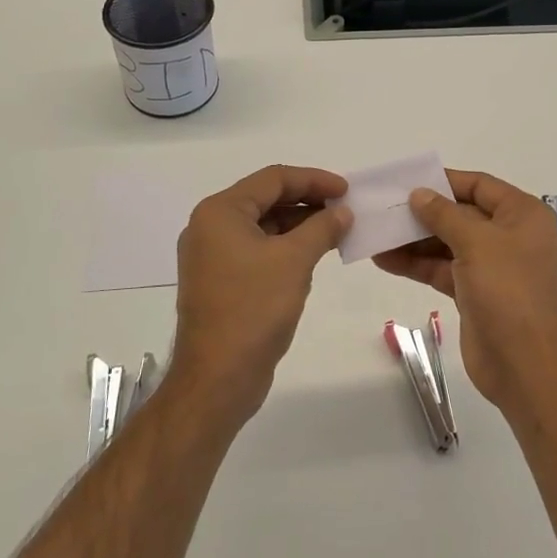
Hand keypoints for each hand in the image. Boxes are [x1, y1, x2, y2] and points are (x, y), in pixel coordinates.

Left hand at [172, 165, 351, 422]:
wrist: (218, 378)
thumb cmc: (254, 309)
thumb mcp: (294, 260)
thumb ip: (322, 228)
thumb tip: (342, 212)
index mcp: (220, 212)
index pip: (273, 179)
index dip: (313, 179)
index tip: (346, 190)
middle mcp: (210, 227)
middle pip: (266, 199)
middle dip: (307, 201)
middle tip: (344, 209)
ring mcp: (212, 256)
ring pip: (263, 226)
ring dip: (299, 224)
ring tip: (336, 231)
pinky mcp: (220, 281)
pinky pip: (257, 250)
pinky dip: (285, 247)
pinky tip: (312, 254)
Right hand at [373, 169, 556, 408]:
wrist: (526, 365)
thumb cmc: (508, 291)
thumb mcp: (477, 242)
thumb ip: (444, 215)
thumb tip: (419, 193)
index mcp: (522, 215)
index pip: (480, 186)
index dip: (444, 181)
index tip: (408, 180)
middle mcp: (510, 236)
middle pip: (461, 214)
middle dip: (423, 213)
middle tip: (384, 209)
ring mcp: (492, 267)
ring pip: (447, 244)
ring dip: (413, 240)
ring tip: (376, 234)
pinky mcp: (474, 294)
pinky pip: (442, 270)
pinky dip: (416, 265)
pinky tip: (384, 260)